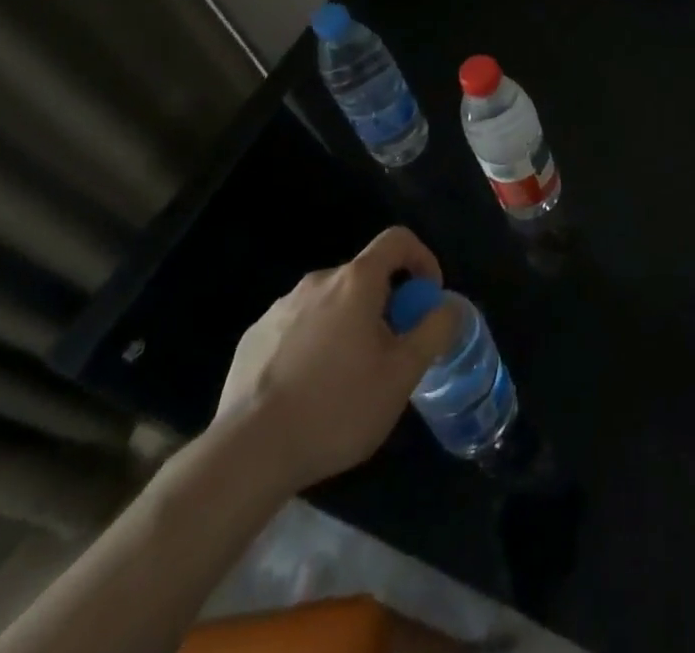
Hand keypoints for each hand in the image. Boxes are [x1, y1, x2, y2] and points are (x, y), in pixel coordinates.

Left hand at [216, 227, 457, 492]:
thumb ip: (434, 330)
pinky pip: (297, 328)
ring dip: (348, 325)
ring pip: (329, 304)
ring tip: (348, 377)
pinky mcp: (252, 339)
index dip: (422, 259)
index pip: (398, 240)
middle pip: (364, 276)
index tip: (426, 298)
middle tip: (391, 350)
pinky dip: (314, 345)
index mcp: (356, 281)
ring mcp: (279, 309)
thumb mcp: (403, 373)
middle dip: (385, 303)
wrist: (247, 454)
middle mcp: (317, 282)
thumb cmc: (336, 407)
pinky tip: (309, 391)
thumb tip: (447, 307)